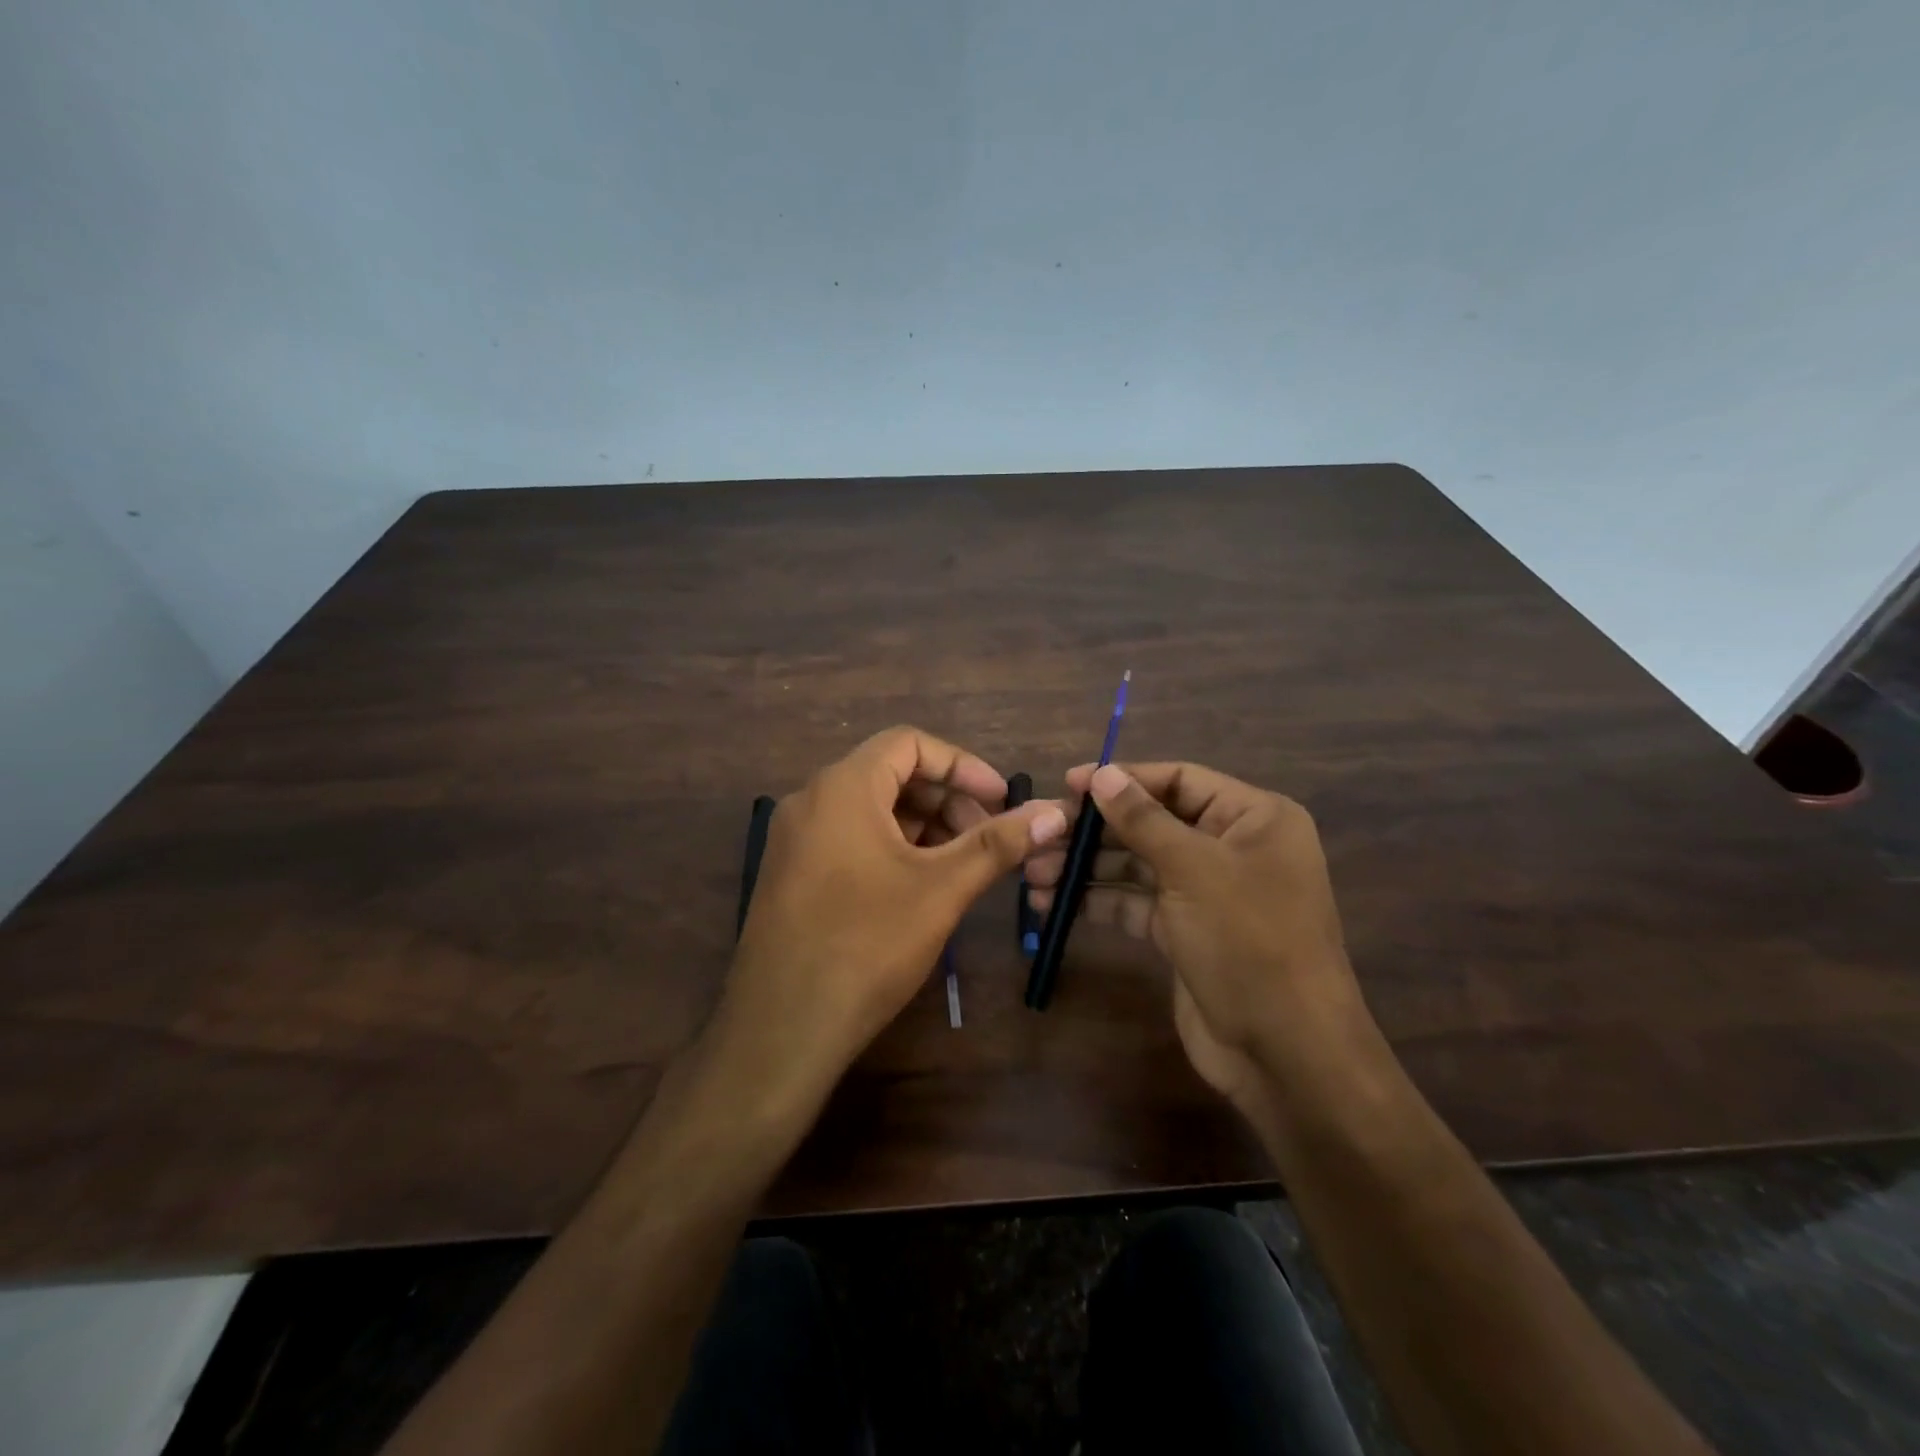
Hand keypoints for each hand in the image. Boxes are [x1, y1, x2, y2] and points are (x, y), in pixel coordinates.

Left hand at [714, 727, 1066, 1110]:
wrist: (781, 1029)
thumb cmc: (867, 945)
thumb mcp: (942, 889)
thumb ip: (998, 844)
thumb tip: (1054, 812)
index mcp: (843, 786)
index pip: (910, 743)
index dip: (963, 765)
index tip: (1001, 800)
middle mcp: (811, 799)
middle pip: (891, 773)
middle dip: (947, 799)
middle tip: (987, 838)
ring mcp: (794, 838)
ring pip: (870, 808)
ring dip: (922, 825)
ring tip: (960, 864)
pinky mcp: (791, 872)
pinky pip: (849, 837)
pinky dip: (891, 846)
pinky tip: (919, 884)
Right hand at [1027, 762, 1373, 1117]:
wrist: (1285, 1051)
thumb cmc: (1248, 940)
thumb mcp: (1193, 869)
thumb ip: (1142, 819)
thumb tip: (1101, 774)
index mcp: (1252, 818)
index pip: (1178, 780)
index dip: (1123, 779)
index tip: (1068, 784)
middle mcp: (1231, 847)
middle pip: (1152, 822)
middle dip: (1095, 829)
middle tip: (1041, 834)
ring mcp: (1206, 892)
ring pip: (1138, 865)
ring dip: (1087, 867)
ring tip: (1033, 872)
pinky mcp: (1185, 931)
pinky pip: (1135, 903)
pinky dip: (1098, 902)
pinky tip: (1052, 904)